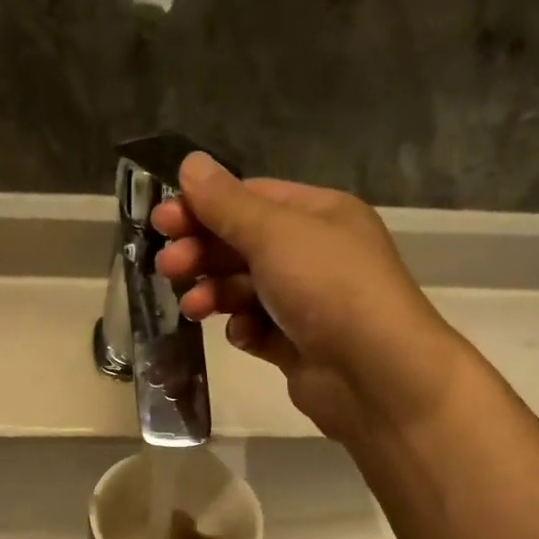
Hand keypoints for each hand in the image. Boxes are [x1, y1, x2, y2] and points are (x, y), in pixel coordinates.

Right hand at [152, 154, 465, 441]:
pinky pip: (258, 329)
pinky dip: (245, 330)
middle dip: (203, 253)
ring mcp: (307, 302)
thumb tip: (190, 163)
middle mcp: (314, 254)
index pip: (251, 199)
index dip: (204, 207)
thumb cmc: (327, 287)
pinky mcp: (298, 345)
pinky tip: (243, 335)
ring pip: (245, 289)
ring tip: (194, 307)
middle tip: (168, 266)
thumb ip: (226, 203)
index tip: (162, 221)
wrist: (376, 374)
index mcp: (318, 215)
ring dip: (215, 293)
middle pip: (243, 244)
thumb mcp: (274, 233)